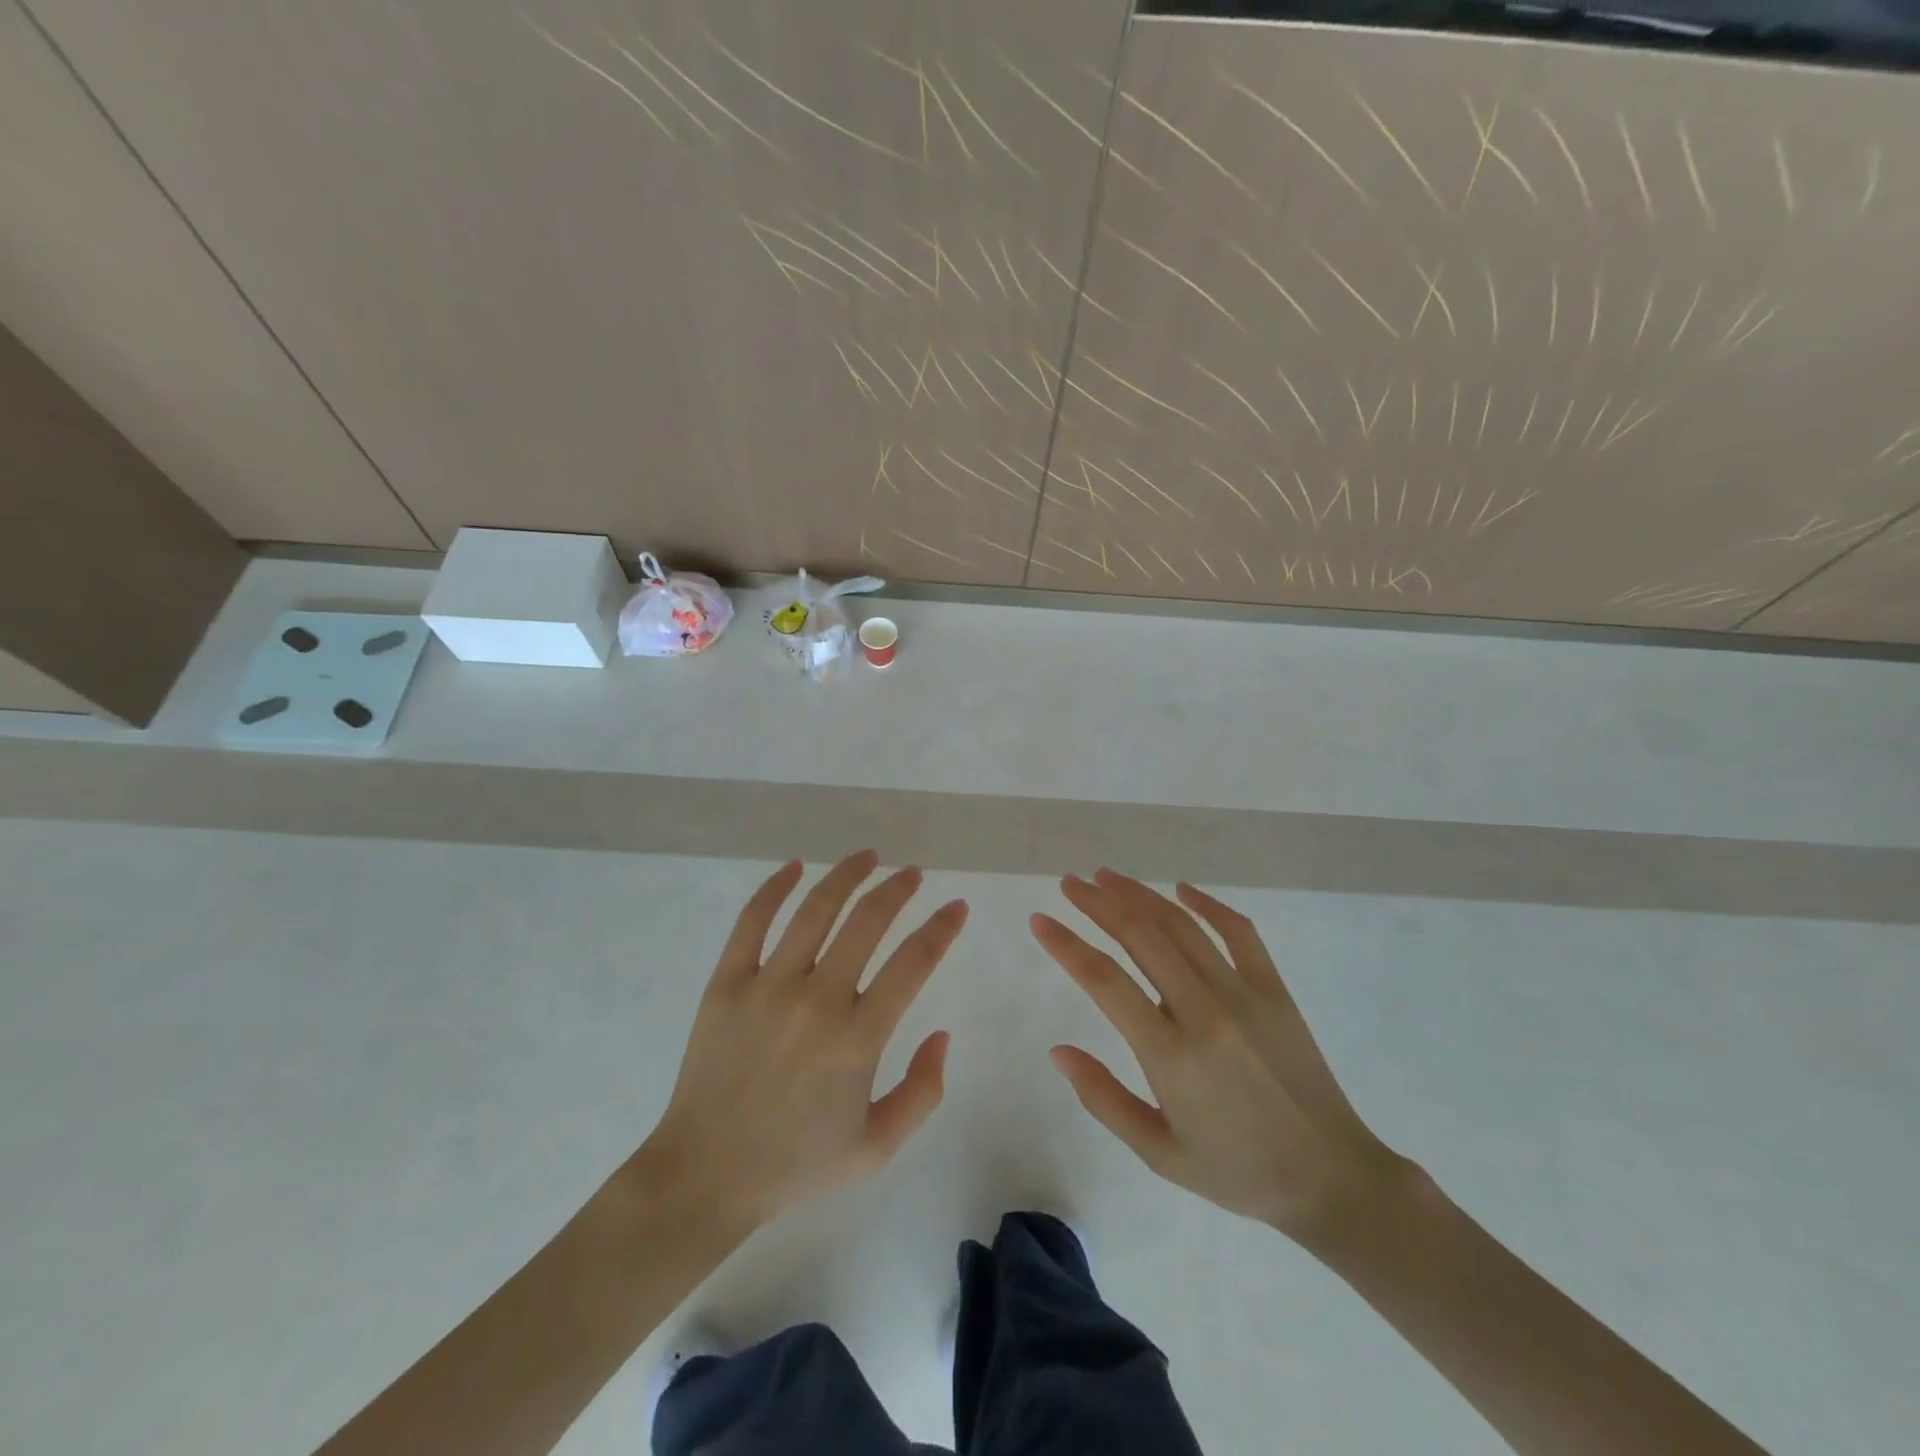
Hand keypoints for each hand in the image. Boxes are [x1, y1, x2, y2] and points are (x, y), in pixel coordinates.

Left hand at [636, 852, 966, 1235]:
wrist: (705, 1176)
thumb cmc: (796, 1163)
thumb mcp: (877, 1147)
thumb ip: (923, 1091)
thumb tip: (942, 1033)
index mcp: (857, 1039)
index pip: (914, 962)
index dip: (941, 928)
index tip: (955, 907)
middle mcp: (817, 1000)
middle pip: (867, 921)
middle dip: (898, 889)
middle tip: (913, 874)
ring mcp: (767, 986)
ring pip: (815, 909)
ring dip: (847, 874)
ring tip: (868, 857)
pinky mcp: (726, 983)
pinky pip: (752, 921)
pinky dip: (775, 888)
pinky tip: (795, 867)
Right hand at [1033, 869, 1400, 1239]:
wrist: (1331, 1178)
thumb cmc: (1237, 1171)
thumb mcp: (1159, 1153)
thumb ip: (1104, 1099)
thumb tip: (1058, 1051)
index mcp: (1170, 1055)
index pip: (1104, 981)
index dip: (1066, 945)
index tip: (1040, 921)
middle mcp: (1204, 1011)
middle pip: (1140, 937)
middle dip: (1098, 904)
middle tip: (1069, 884)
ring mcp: (1244, 994)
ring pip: (1181, 926)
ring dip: (1140, 895)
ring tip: (1107, 877)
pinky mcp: (1274, 989)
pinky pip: (1239, 932)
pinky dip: (1207, 904)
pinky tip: (1181, 889)